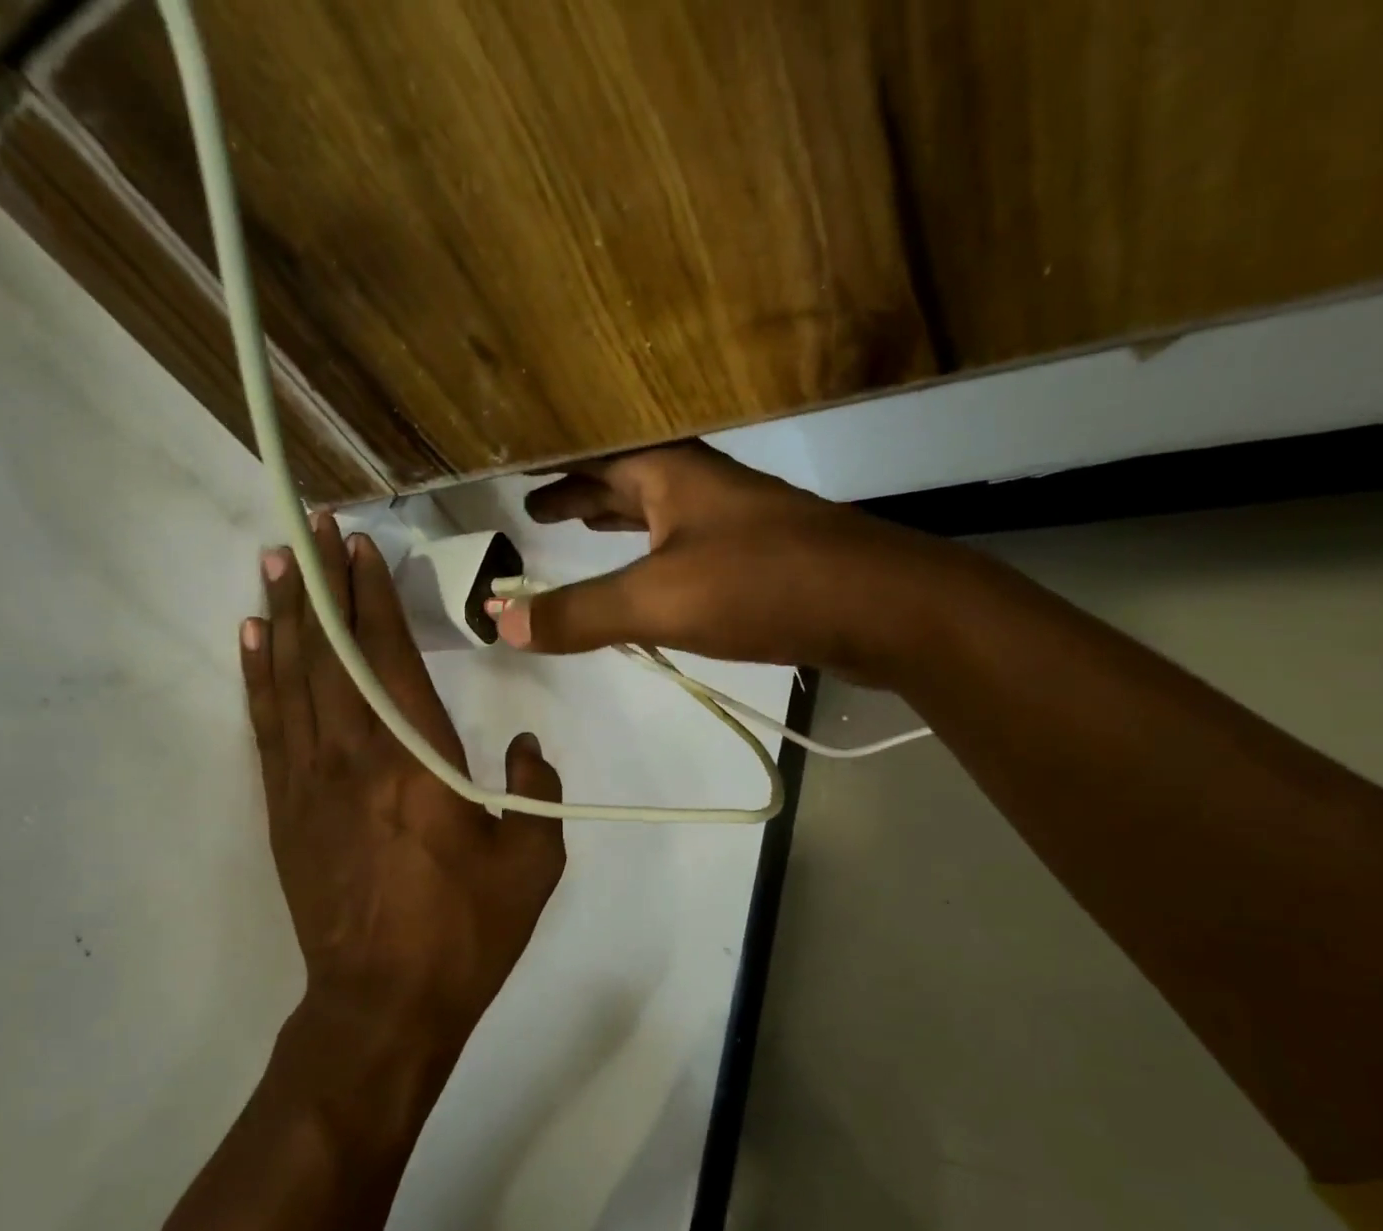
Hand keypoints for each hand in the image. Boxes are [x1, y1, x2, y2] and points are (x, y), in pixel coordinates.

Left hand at [242, 514, 565, 1068]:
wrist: (383, 1003)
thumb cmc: (463, 932)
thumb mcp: (531, 865)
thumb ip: (535, 793)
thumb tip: (524, 749)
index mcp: (417, 762)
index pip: (390, 656)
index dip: (373, 595)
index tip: (360, 545)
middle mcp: (354, 757)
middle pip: (332, 653)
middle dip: (322, 585)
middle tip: (311, 529)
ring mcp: (309, 782)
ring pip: (291, 680)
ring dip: (284, 617)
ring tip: (276, 564)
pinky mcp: (285, 809)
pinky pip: (268, 727)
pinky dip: (259, 677)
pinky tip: (254, 642)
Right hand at [493, 442, 961, 683]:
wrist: (884, 607)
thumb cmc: (764, 585)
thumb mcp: (658, 600)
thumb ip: (580, 613)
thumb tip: (499, 623)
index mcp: (674, 473)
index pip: (598, 455)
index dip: (556, 465)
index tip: (520, 475)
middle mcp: (704, 486)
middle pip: (630, 479)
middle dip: (584, 492)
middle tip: (540, 510)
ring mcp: (737, 522)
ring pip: (661, 512)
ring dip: (620, 520)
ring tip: (583, 531)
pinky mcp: (762, 560)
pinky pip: (687, 547)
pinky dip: (654, 556)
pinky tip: (652, 580)